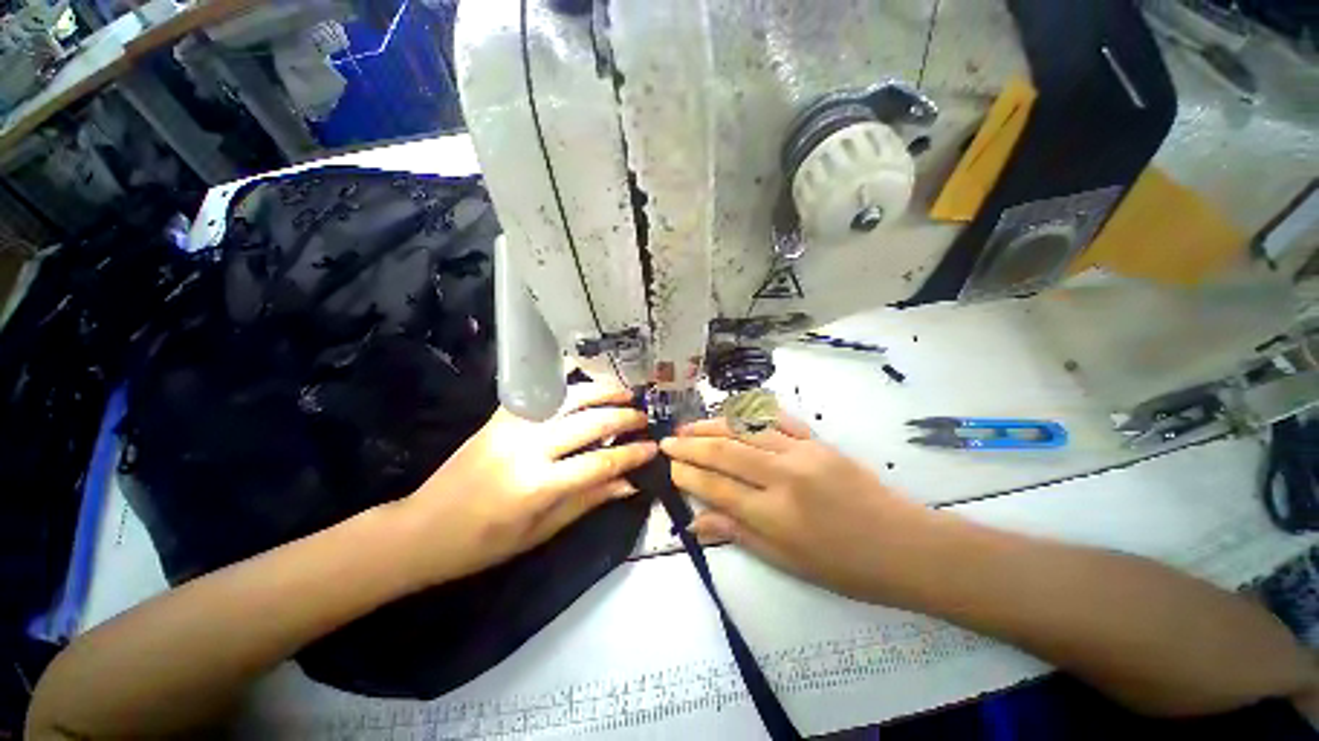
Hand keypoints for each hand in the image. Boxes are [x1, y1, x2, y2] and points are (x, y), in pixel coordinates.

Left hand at [392, 381, 657, 586]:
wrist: (422, 529)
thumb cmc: (483, 544)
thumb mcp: (541, 532)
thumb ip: (588, 501)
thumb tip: (629, 483)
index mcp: (538, 486)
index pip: (599, 462)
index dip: (631, 454)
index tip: (652, 447)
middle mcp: (528, 448)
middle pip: (589, 422)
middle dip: (623, 418)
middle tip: (643, 417)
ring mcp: (512, 426)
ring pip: (568, 398)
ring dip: (601, 391)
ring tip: (624, 393)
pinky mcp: (499, 417)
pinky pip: (541, 394)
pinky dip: (569, 387)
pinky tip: (586, 387)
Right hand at [661, 413, 940, 603]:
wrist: (905, 545)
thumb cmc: (844, 566)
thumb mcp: (786, 561)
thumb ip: (738, 533)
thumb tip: (695, 524)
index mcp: (775, 513)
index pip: (717, 487)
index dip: (689, 476)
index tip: (670, 467)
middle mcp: (783, 475)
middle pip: (725, 452)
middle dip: (691, 445)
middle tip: (667, 440)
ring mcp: (802, 452)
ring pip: (745, 430)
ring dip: (712, 425)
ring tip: (689, 425)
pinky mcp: (817, 440)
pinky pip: (777, 419)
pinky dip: (751, 413)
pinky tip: (732, 412)